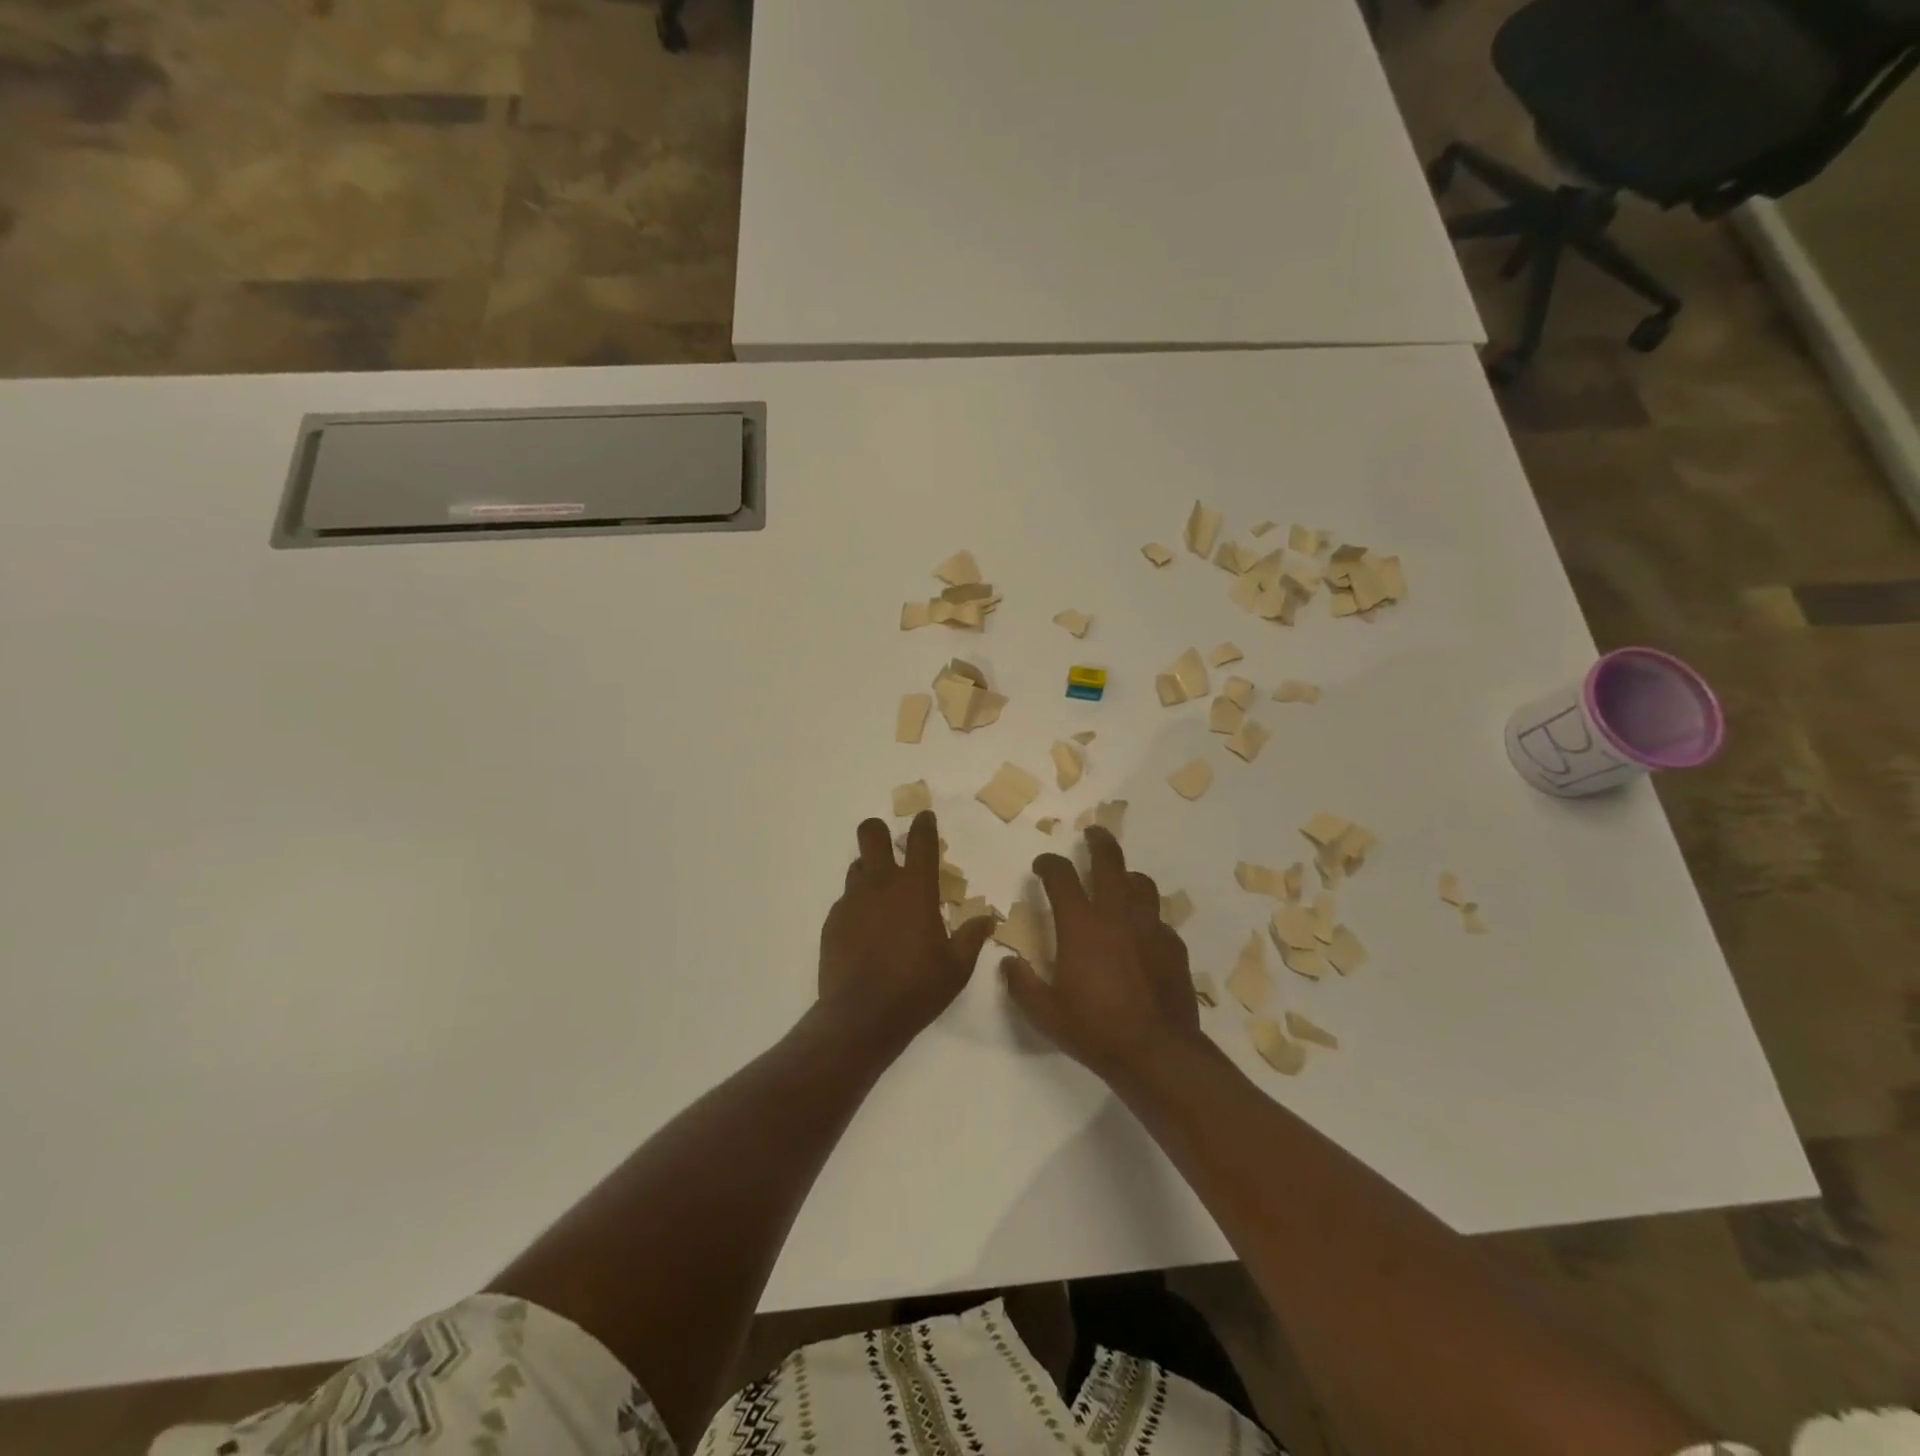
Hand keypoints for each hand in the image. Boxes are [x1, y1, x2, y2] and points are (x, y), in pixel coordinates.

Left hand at [817, 811, 995, 1053]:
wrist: (861, 1017)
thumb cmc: (917, 988)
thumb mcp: (957, 967)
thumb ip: (972, 937)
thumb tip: (988, 919)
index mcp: (915, 888)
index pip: (921, 841)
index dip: (924, 824)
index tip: (925, 818)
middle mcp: (881, 884)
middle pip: (871, 834)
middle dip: (880, 832)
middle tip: (893, 847)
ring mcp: (852, 901)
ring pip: (857, 866)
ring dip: (870, 871)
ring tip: (883, 897)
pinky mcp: (833, 921)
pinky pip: (846, 901)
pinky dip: (858, 906)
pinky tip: (866, 931)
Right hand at [1000, 826, 1202, 1081]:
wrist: (1157, 1053)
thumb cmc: (1095, 1030)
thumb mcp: (1045, 1013)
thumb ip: (1021, 984)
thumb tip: (1007, 963)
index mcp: (1081, 925)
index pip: (1061, 876)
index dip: (1048, 864)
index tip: (1042, 865)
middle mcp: (1117, 915)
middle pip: (1109, 861)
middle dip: (1098, 842)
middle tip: (1092, 834)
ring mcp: (1150, 927)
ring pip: (1141, 883)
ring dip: (1126, 876)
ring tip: (1119, 881)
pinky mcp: (1173, 946)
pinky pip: (1158, 918)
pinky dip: (1146, 916)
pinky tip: (1141, 934)